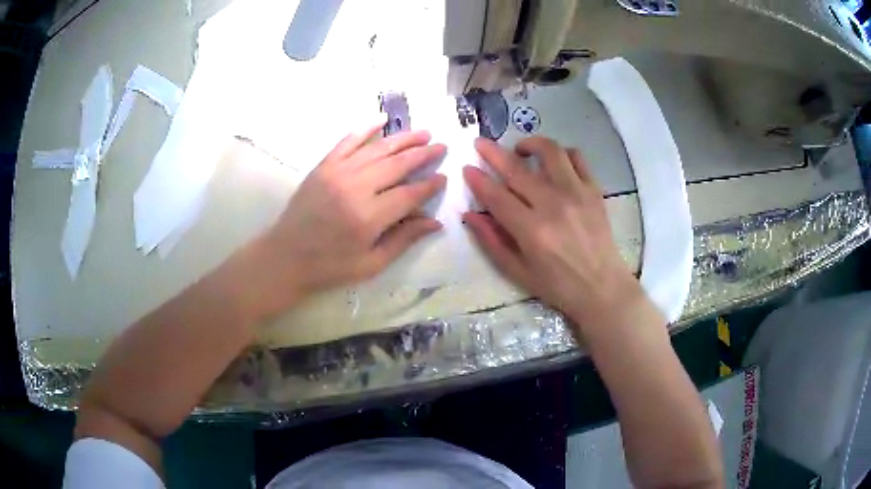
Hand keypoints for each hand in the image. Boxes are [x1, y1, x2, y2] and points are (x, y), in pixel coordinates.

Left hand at [249, 123, 446, 316]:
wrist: (286, 256)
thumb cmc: (330, 266)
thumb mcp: (371, 264)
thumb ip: (404, 240)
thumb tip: (435, 222)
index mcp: (368, 217)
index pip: (409, 194)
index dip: (429, 186)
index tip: (443, 177)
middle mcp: (355, 188)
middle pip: (397, 165)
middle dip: (423, 154)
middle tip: (441, 146)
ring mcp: (337, 173)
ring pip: (377, 149)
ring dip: (403, 139)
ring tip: (423, 133)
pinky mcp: (323, 166)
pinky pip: (348, 141)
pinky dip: (366, 128)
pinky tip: (383, 119)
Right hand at [463, 137, 642, 326]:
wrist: (603, 287)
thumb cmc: (558, 285)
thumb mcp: (518, 272)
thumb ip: (492, 241)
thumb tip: (469, 215)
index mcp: (532, 231)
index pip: (496, 196)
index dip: (478, 180)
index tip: (467, 168)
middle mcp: (553, 205)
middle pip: (517, 169)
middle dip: (493, 152)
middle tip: (480, 143)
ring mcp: (577, 193)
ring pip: (550, 152)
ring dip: (530, 144)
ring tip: (520, 150)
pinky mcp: (594, 190)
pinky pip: (577, 157)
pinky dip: (562, 153)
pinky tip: (553, 161)